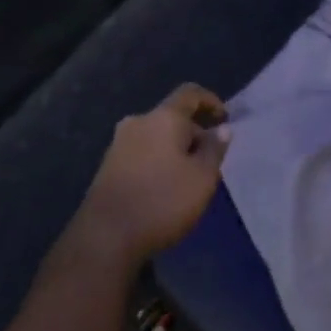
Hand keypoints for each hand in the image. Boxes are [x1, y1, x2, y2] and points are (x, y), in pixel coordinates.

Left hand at [73, 84, 230, 265]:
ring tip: (191, 175)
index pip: (190, 93)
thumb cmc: (162, 201)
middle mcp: (138, 122)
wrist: (105, 236)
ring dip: (176, 147)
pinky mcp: (108, 166)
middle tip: (211, 158)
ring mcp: (119, 143)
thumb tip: (222, 128)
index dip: (211, 101)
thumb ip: (214, 149)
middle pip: (172, 116)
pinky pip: (142, 151)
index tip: (225, 119)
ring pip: (156, 135)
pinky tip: (166, 185)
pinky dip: (159, 159)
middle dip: (194, 131)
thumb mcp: (202, 178)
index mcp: (163, 117)